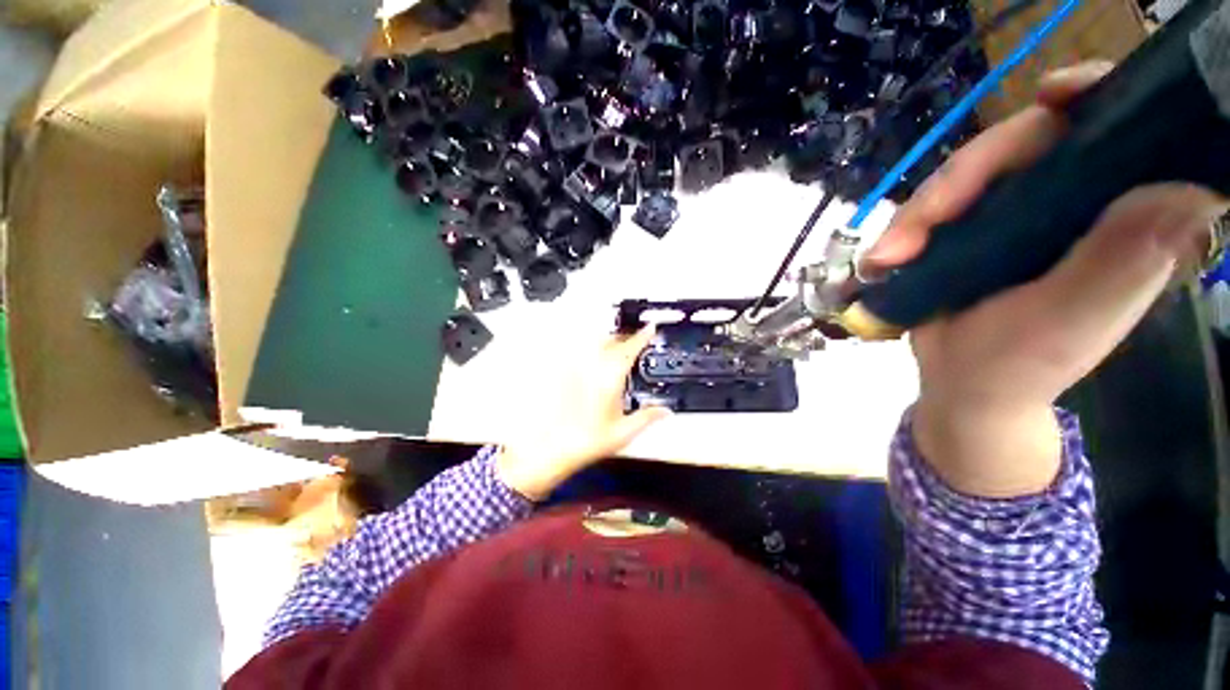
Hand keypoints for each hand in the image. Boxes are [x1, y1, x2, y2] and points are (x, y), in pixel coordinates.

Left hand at [495, 326, 670, 500]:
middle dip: (625, 337)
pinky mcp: (564, 374)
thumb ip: (647, 417)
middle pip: (611, 340)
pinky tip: (595, 365)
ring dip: (608, 342)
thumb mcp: (624, 432)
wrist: (553, 448)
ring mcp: (576, 368)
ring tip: (616, 351)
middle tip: (635, 342)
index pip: (630, 348)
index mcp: (610, 376)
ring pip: (595, 344)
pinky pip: (580, 355)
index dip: (642, 336)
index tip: (650, 328)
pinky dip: (592, 353)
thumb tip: (665, 411)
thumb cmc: (588, 441)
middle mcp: (592, 367)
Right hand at [863, 62, 1227, 496]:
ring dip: (917, 214)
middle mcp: (1071, 203)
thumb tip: (1186, 187)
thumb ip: (1123, 258)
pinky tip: (884, 258)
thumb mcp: (1070, 319)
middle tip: (908, 237)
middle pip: (1021, 145)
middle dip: (960, 181)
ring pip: (965, 177)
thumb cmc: (1018, 367)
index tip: (1052, 96)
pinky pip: (935, 206)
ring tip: (885, 260)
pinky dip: (904, 228)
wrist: (962, 388)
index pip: (1115, 130)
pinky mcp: (971, 230)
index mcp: (1115, 218)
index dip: (1090, 99)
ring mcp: (1016, 214)